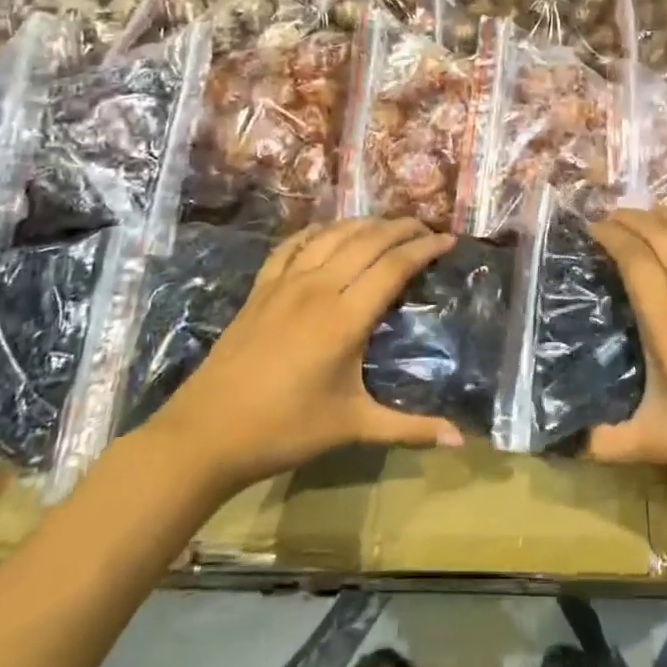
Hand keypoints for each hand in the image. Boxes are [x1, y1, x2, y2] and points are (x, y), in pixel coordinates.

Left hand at [150, 218, 461, 488]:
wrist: (205, 434)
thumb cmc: (285, 430)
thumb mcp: (353, 427)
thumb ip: (410, 429)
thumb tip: (461, 442)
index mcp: (345, 318)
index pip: (394, 266)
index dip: (425, 248)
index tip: (450, 241)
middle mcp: (318, 288)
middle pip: (367, 240)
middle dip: (401, 228)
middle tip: (427, 228)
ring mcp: (285, 284)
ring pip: (332, 236)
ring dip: (365, 224)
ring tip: (388, 226)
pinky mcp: (260, 289)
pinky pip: (292, 245)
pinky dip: (317, 231)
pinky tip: (329, 231)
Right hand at [586, 208, 666, 485]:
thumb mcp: (656, 442)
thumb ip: (605, 444)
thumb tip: (569, 443)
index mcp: (666, 318)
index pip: (633, 256)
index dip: (609, 236)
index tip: (588, 231)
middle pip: (660, 232)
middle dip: (630, 218)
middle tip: (606, 220)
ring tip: (646, 219)